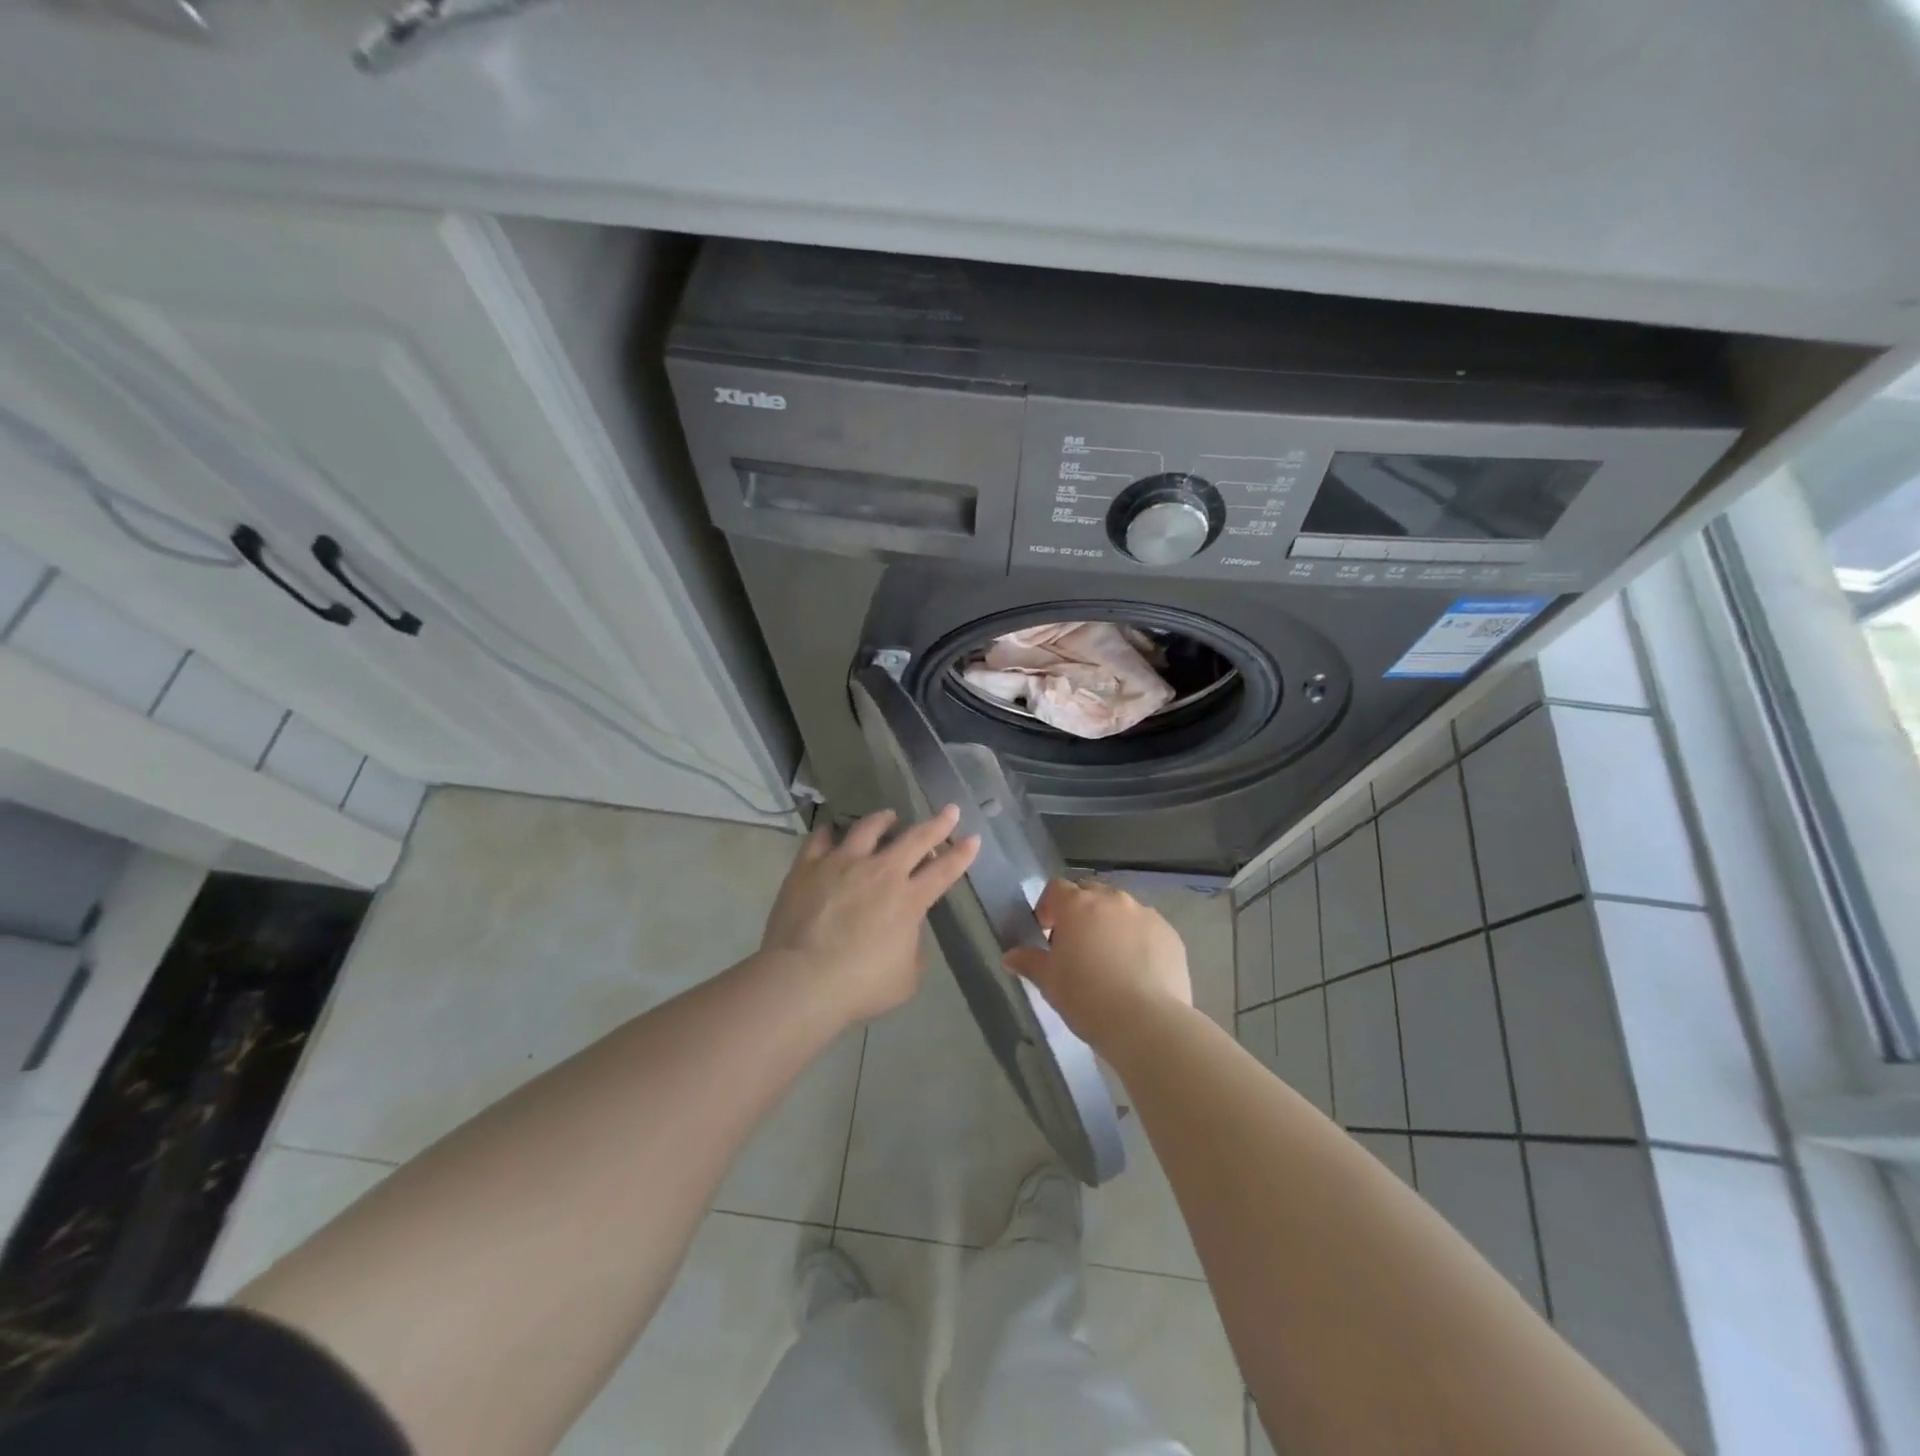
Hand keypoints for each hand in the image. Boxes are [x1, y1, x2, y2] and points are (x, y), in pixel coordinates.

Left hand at [761, 806, 980, 1022]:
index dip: (962, 854)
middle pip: (916, 839)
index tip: (973, 838)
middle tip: (950, 810)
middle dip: (938, 823)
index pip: (944, 870)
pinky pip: (822, 837)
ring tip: (888, 817)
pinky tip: (834, 830)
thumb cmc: (859, 986)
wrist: (802, 980)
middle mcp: (881, 872)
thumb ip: (912, 948)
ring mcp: (843, 863)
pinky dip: (832, 831)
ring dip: (884, 820)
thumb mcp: (905, 978)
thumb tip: (906, 932)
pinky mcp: (809, 865)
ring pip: (869, 828)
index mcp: (909, 900)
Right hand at [1002, 878, 1191, 1051]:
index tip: (1047, 933)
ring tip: (1110, 958)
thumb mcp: (1049, 982)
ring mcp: (1145, 914)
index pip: (1056, 888)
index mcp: (1078, 905)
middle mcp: (1113, 900)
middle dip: (1080, 911)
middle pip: (1090, 892)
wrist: (1146, 1023)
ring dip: (1110, 923)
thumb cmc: (1087, 997)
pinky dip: (1138, 939)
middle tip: (1077, 944)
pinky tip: (1137, 970)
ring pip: (1121, 909)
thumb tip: (1010, 956)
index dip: (1048, 907)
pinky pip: (1147, 928)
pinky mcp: (1170, 934)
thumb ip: (1029, 962)